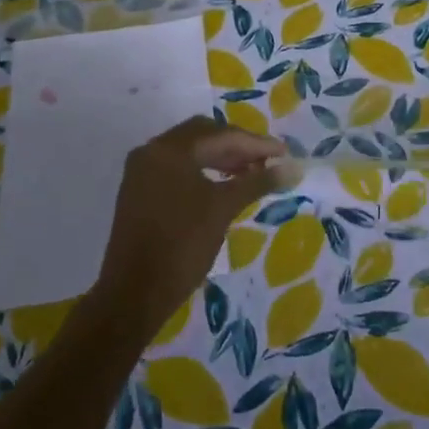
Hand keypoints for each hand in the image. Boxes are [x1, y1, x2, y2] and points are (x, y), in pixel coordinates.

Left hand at [92, 116, 287, 334]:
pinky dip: (203, 171)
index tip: (285, 153)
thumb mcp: (223, 208)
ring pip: (189, 153)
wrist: (134, 293)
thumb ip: (258, 181)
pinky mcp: (139, 192)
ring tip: (252, 174)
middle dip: (238, 146)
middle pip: (203, 136)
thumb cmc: (182, 245)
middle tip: (268, 161)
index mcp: (169, 149)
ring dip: (221, 159)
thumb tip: (293, 167)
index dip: (256, 143)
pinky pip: (177, 169)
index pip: (221, 135)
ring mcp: (141, 172)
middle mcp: (151, 151)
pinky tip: (224, 185)